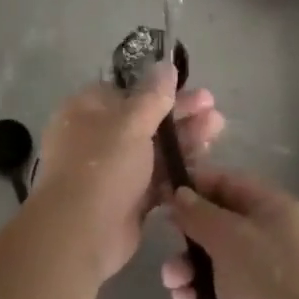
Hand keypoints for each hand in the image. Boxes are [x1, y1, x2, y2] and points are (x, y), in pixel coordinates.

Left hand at [33, 67, 225, 281]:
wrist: (80, 233)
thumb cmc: (102, 166)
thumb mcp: (131, 123)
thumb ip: (153, 96)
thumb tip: (165, 65)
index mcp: (87, 109)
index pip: (127, 91)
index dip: (160, 89)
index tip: (191, 88)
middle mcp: (96, 136)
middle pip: (145, 119)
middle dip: (181, 115)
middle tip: (214, 111)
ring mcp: (111, 168)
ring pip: (153, 149)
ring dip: (184, 140)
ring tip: (218, 131)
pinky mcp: (126, 198)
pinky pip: (156, 177)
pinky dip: (177, 170)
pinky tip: (205, 163)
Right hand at [162, 168, 298, 298]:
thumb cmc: (269, 280)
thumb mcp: (229, 236)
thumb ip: (199, 213)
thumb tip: (179, 193)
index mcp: (273, 209)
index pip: (228, 183)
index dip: (195, 184)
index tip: (161, 189)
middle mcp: (268, 239)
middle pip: (216, 224)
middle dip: (187, 234)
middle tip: (164, 241)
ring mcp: (259, 278)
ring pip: (210, 262)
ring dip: (186, 269)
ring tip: (175, 283)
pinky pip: (212, 295)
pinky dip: (196, 297)